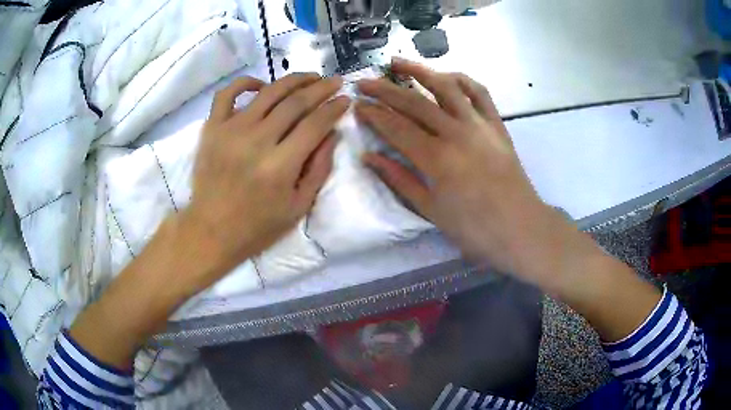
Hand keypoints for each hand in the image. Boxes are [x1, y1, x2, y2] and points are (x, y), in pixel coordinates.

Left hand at [180, 73, 349, 291]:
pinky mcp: (212, 128)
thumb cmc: (257, 226)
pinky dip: (246, 82)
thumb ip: (319, 168)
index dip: (334, 109)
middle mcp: (256, 141)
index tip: (346, 100)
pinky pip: (227, 93)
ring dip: (294, 80)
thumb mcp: (298, 207)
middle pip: (295, 102)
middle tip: (335, 81)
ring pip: (269, 92)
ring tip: (310, 77)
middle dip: (321, 88)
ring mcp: (230, 131)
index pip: (315, 124)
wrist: (211, 231)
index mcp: (280, 166)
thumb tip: (333, 133)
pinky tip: (262, 85)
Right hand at [356, 59, 577, 288]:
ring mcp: (479, 125)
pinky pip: (479, 93)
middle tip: (364, 82)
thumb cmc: (475, 228)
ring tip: (398, 62)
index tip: (357, 104)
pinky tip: (446, 76)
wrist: (521, 229)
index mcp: (436, 159)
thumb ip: (399, 179)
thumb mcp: (431, 210)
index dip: (373, 114)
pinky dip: (461, 79)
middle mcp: (456, 133)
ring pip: (446, 87)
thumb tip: (368, 157)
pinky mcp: (497, 124)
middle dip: (384, 89)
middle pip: (414, 102)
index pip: (396, 127)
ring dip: (420, 71)